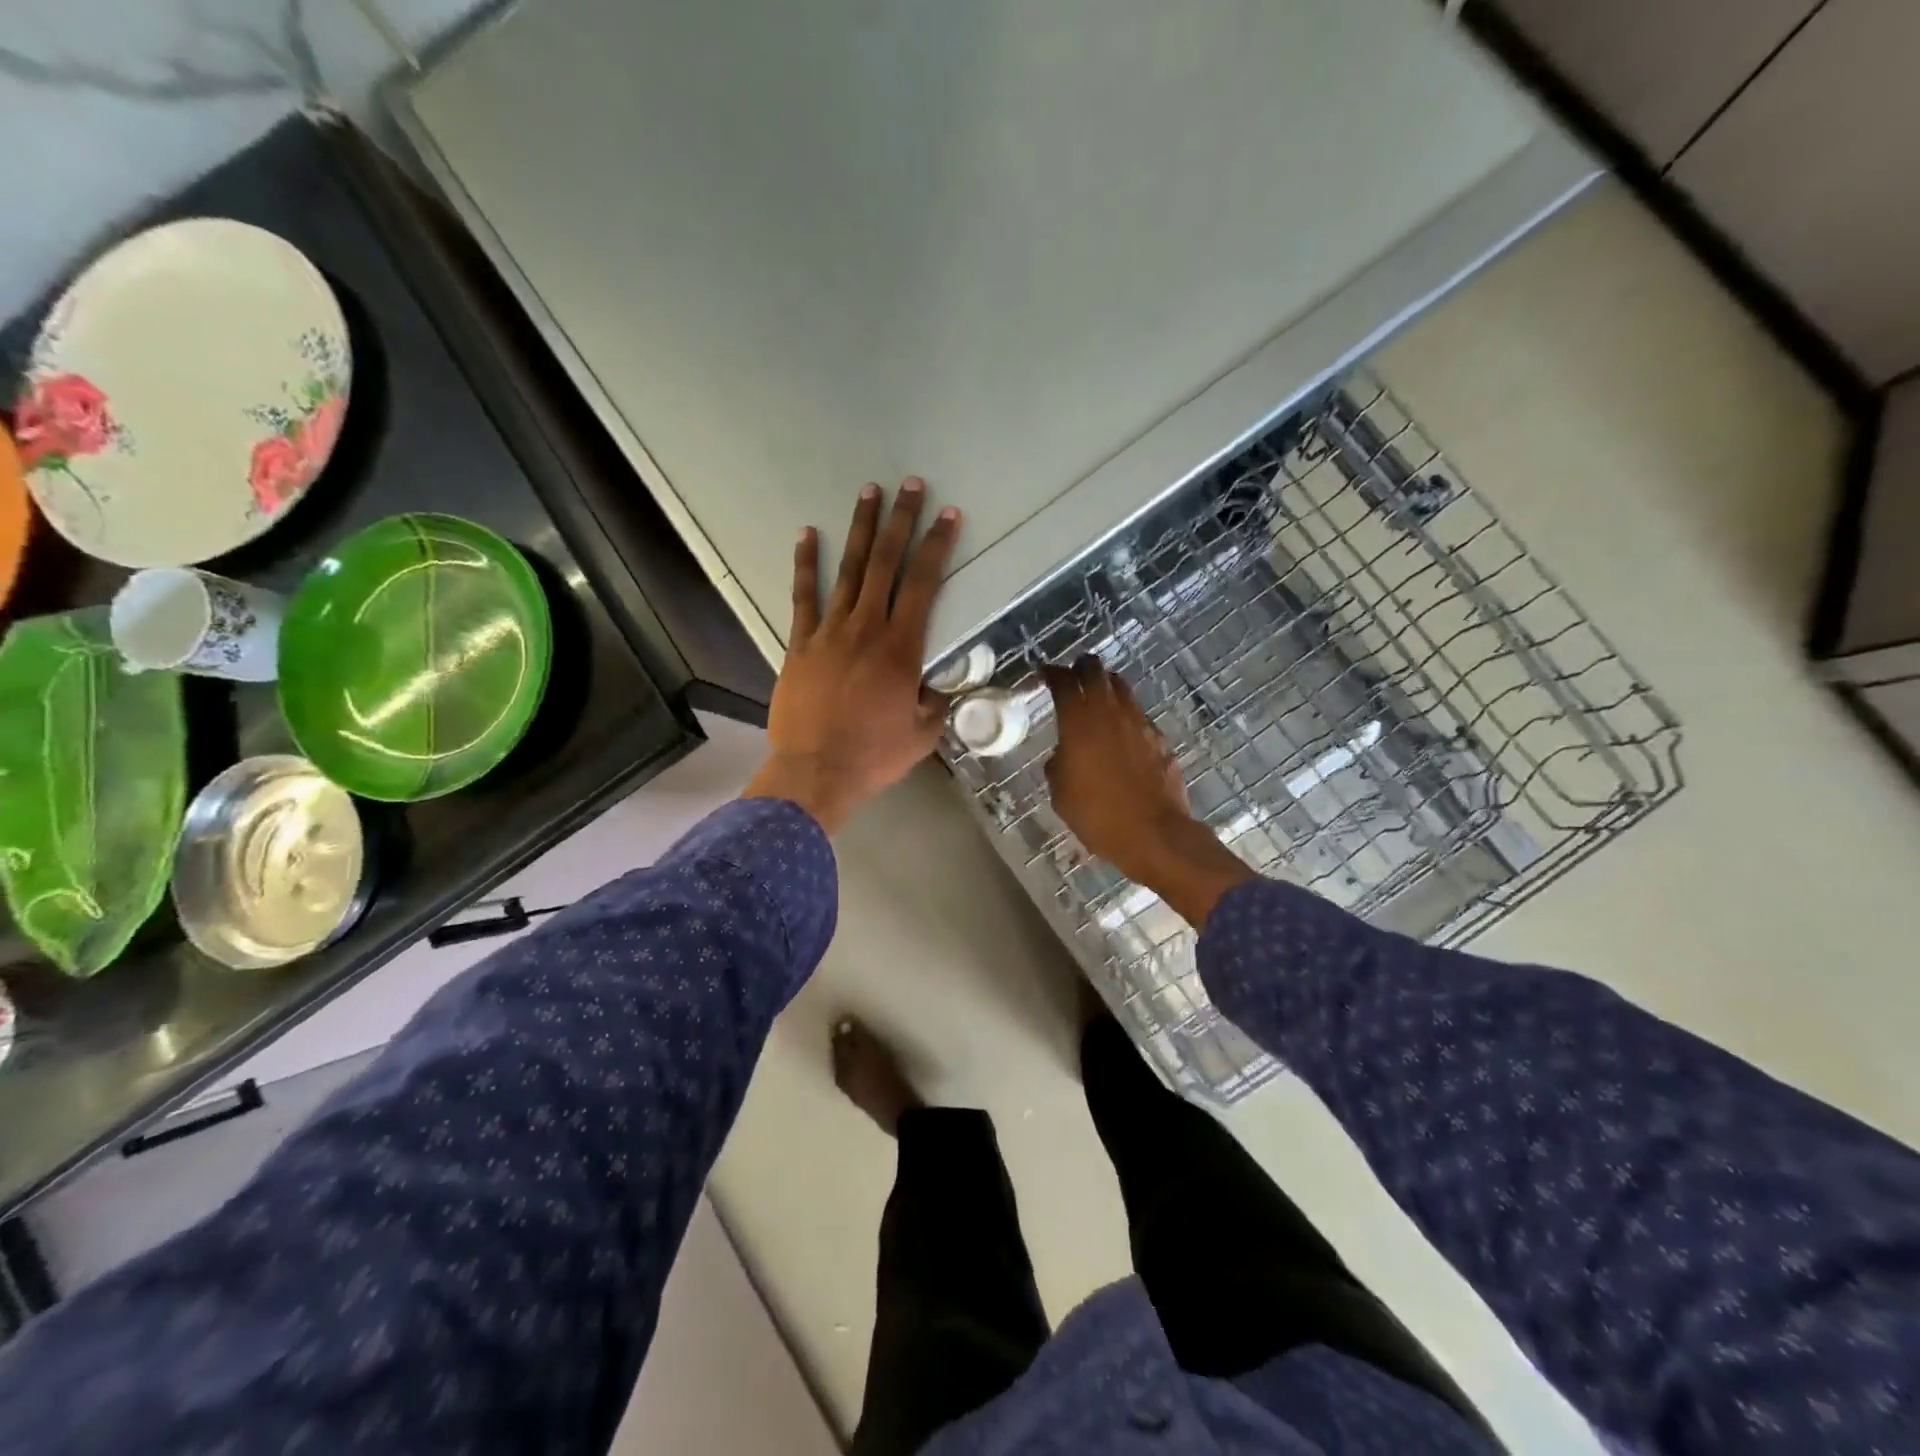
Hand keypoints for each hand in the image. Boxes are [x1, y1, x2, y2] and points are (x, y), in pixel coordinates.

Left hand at [745, 480, 960, 833]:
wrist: (816, 771)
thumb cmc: (874, 756)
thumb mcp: (923, 733)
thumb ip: (935, 701)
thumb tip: (940, 684)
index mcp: (901, 648)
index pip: (924, 584)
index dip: (937, 546)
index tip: (948, 515)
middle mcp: (867, 629)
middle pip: (887, 564)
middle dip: (902, 521)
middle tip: (911, 485)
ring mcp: (829, 632)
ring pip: (850, 571)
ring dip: (862, 530)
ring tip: (870, 493)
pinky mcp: (800, 644)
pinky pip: (803, 597)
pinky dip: (807, 564)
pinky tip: (808, 534)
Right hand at [1042, 658, 1255, 926]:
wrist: (1155, 834)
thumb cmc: (1098, 816)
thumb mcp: (1061, 794)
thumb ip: (1058, 764)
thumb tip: (1063, 754)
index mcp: (1079, 723)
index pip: (1063, 681)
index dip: (1051, 673)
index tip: (1044, 674)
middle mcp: (1110, 712)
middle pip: (1095, 670)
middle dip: (1081, 667)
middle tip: (1072, 677)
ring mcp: (1139, 722)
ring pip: (1121, 687)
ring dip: (1105, 686)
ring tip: (1097, 700)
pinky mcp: (1159, 738)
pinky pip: (1137, 715)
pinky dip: (1125, 715)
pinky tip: (1121, 735)